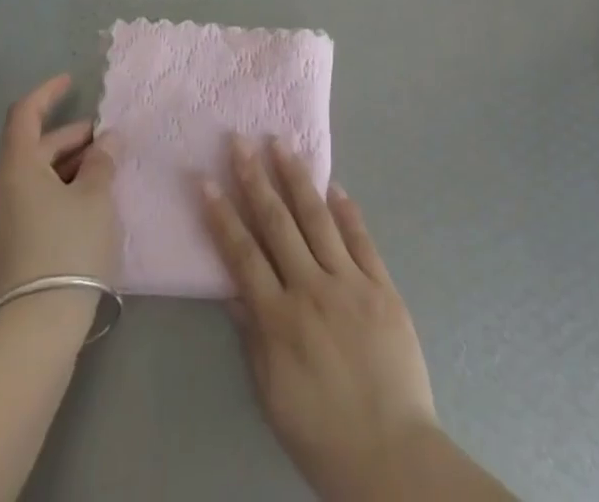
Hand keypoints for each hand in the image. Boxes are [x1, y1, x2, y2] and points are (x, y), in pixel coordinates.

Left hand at [0, 75, 118, 306]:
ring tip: (100, 173)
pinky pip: (25, 202)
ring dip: (63, 168)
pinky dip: (52, 192)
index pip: (25, 113)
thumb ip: (101, 162)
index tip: (70, 82)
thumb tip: (106, 141)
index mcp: (14, 166)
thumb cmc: (67, 249)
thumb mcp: (95, 198)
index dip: (48, 93)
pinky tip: (82, 205)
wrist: (33, 330)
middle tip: (105, 142)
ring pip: (29, 177)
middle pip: (31, 148)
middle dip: (69, 140)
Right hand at [202, 136, 439, 500]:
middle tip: (240, 141)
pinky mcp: (382, 286)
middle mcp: (312, 290)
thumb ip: (253, 336)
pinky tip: (334, 185)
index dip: (222, 215)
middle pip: (277, 223)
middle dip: (255, 178)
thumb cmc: (323, 433)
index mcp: (280, 319)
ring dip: (297, 178)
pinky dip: (346, 210)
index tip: (206, 179)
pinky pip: (361, 239)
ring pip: (318, 219)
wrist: (393, 457)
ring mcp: (350, 283)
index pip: (242, 254)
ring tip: (282, 143)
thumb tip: (233, 289)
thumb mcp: (272, 394)